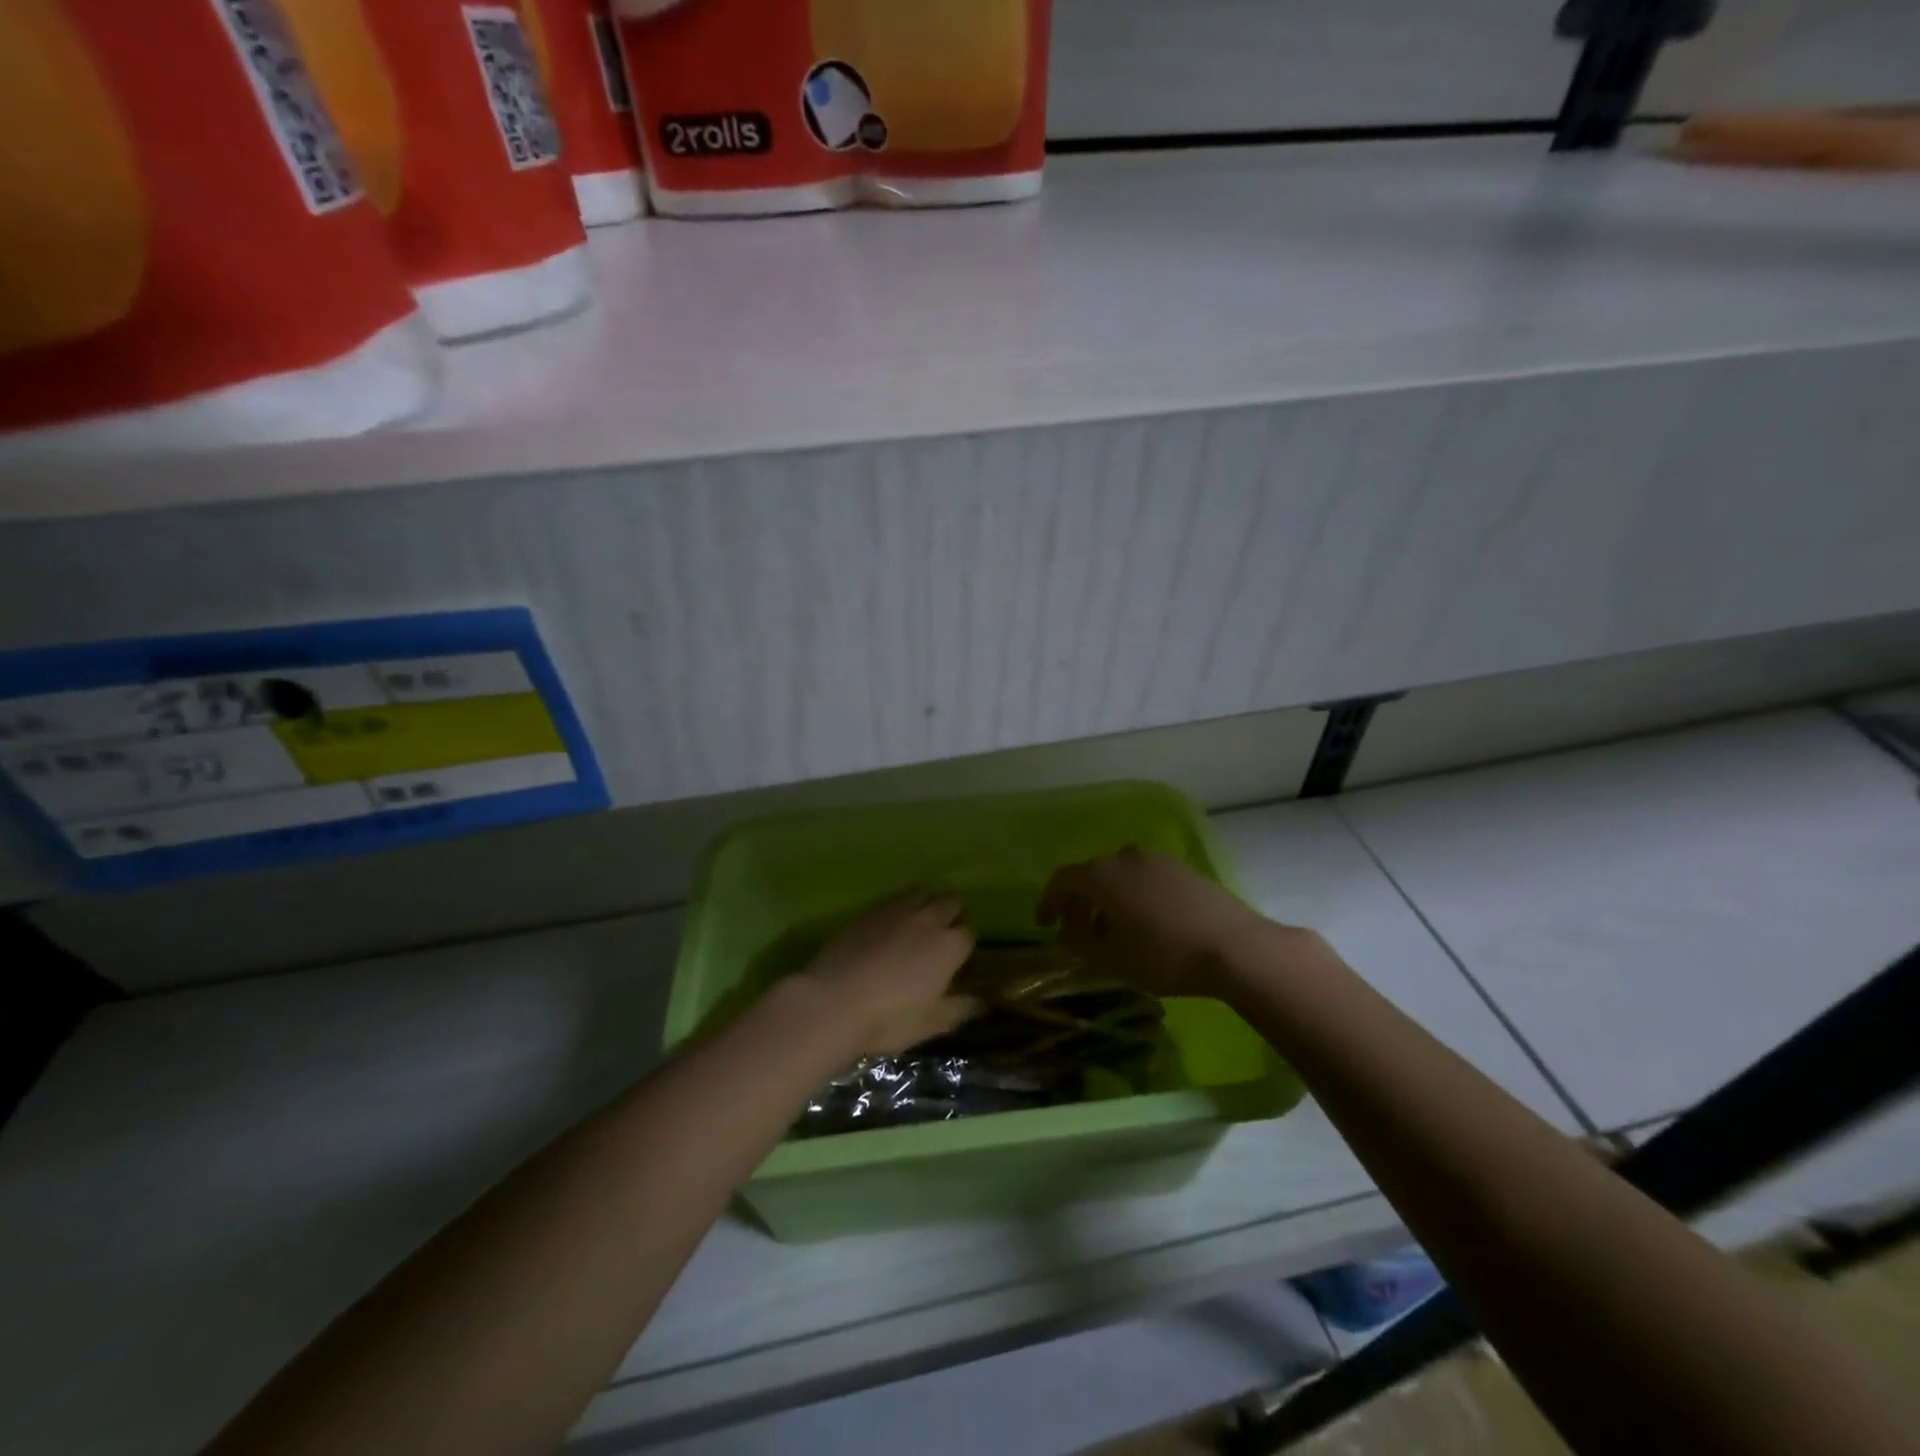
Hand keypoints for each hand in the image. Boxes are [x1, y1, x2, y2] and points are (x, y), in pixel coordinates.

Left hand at [796, 893, 977, 1056]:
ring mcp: (897, 910)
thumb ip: (962, 1008)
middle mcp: (929, 918)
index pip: (969, 933)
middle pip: (951, 903)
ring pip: (923, 893)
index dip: (963, 947)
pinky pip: (893, 899)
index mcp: (950, 946)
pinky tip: (887, 928)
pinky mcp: (870, 910)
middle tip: (938, 940)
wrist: (833, 1002)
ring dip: (926, 905)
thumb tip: (983, 1001)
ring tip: (915, 927)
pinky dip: (898, 908)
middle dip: (951, 916)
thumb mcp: (932, 1024)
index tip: (955, 961)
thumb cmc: (889, 1019)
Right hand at [1039, 848, 1305, 997]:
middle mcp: (1126, 857)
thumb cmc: (1163, 955)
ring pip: (1120, 875)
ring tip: (1113, 930)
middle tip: (1077, 931)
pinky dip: (1134, 896)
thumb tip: (1065, 933)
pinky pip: (1146, 878)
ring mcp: (1159, 860)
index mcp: (1102, 874)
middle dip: (1079, 902)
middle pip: (1092, 874)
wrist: (1235, 947)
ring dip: (1108, 898)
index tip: (1044, 925)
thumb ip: (1079, 943)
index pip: (1062, 880)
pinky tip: (1146, 923)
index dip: (1049, 901)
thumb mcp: (1111, 958)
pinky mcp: (1185, 869)